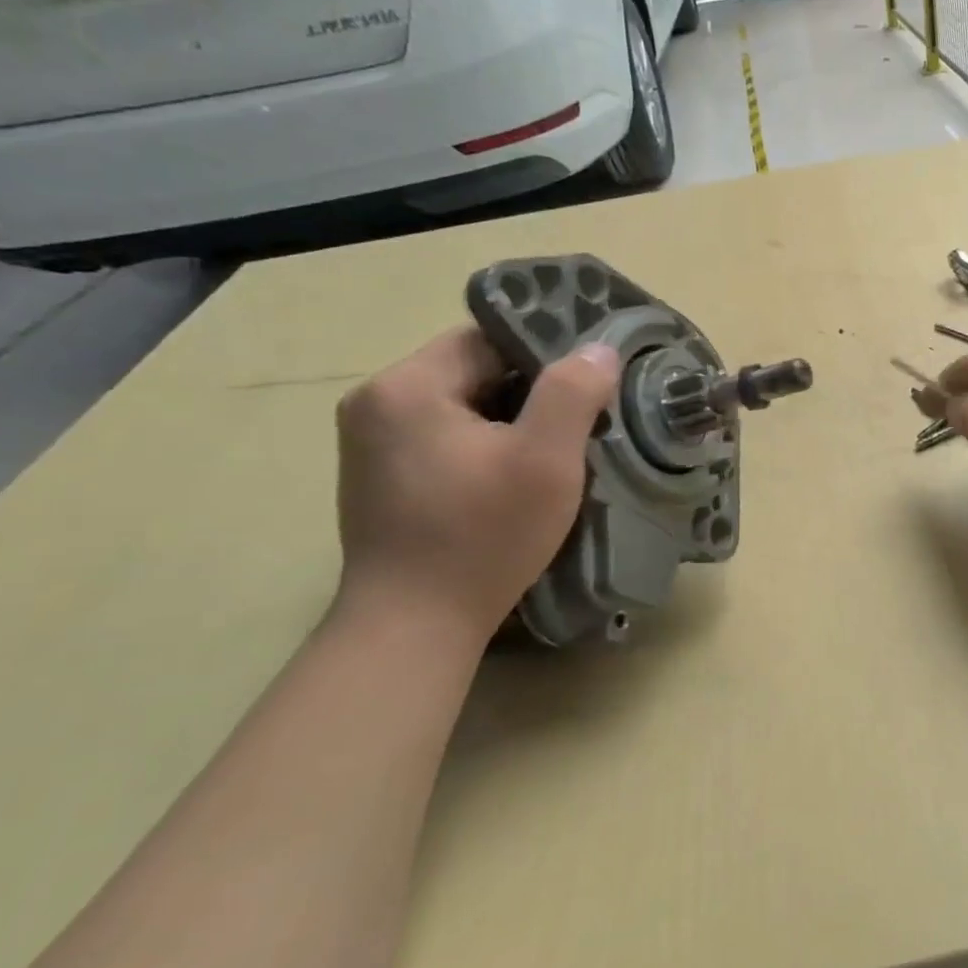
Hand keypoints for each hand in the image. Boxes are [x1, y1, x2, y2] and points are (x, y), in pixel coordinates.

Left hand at [333, 327, 619, 643]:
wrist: (414, 628)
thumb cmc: (482, 537)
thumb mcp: (545, 460)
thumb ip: (573, 392)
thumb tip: (597, 349)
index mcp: (406, 386)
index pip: (488, 338)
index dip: (545, 354)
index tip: (588, 382)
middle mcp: (376, 402)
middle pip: (473, 370)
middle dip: (530, 391)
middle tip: (581, 418)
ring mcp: (370, 443)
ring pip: (461, 405)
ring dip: (509, 419)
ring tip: (554, 447)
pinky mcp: (380, 477)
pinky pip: (444, 437)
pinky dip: (483, 444)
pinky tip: (513, 475)